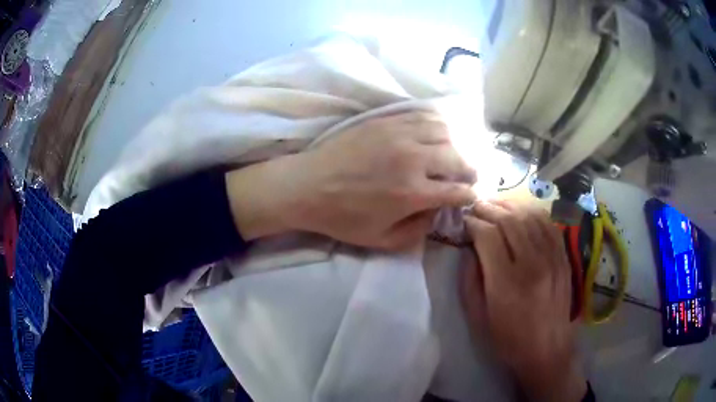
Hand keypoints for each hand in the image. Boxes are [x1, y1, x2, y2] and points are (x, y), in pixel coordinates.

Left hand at [226, 112, 475, 248]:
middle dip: (470, 169)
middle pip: (457, 158)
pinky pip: (422, 115)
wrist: (307, 186)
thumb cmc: (342, 217)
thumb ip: (416, 231)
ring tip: (453, 154)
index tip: (472, 195)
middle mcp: (412, 160)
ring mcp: (399, 135)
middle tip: (469, 175)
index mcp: (412, 193)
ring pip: (444, 132)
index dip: (470, 194)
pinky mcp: (385, 120)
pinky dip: (437, 124)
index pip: (457, 190)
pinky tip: (436, 133)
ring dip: (455, 144)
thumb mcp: (380, 239)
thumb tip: (437, 214)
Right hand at [461, 200, 585, 401]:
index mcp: (507, 283)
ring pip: (530, 216)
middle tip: (476, 206)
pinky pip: (548, 224)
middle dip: (489, 208)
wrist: (547, 349)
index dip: (473, 223)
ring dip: (509, 206)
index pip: (489, 236)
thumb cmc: (508, 339)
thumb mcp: (477, 317)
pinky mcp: (563, 257)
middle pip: (510, 220)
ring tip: (495, 205)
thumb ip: (469, 280)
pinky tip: (521, 211)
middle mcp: (532, 264)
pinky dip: (532, 212)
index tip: (464, 221)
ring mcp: (552, 258)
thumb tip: (468, 248)